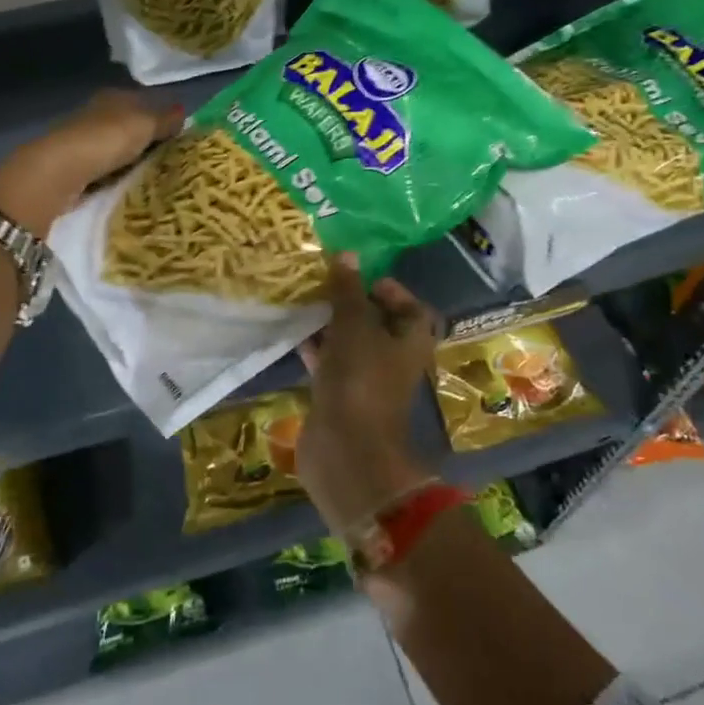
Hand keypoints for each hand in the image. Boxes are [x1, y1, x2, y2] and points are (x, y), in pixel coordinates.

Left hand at [0, 89, 182, 236]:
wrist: (60, 171)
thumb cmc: (106, 139)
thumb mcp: (144, 126)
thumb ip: (165, 120)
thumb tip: (185, 111)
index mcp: (113, 96)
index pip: (142, 100)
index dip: (160, 114)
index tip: (178, 132)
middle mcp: (96, 112)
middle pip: (128, 123)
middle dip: (145, 137)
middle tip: (171, 156)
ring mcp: (83, 139)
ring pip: (115, 145)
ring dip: (130, 157)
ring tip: (154, 173)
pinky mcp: (74, 165)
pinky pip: (104, 166)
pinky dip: (116, 173)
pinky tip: (128, 183)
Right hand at [297, 254, 439, 534]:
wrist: (346, 450)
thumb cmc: (359, 380)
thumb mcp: (353, 326)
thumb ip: (348, 290)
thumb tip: (347, 254)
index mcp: (411, 340)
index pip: (409, 305)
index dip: (387, 288)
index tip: (355, 275)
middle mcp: (393, 359)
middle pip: (376, 323)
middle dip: (350, 303)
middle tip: (322, 283)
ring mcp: (366, 380)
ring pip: (350, 343)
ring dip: (329, 325)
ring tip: (303, 301)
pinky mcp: (341, 397)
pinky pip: (330, 365)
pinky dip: (316, 349)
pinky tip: (293, 333)